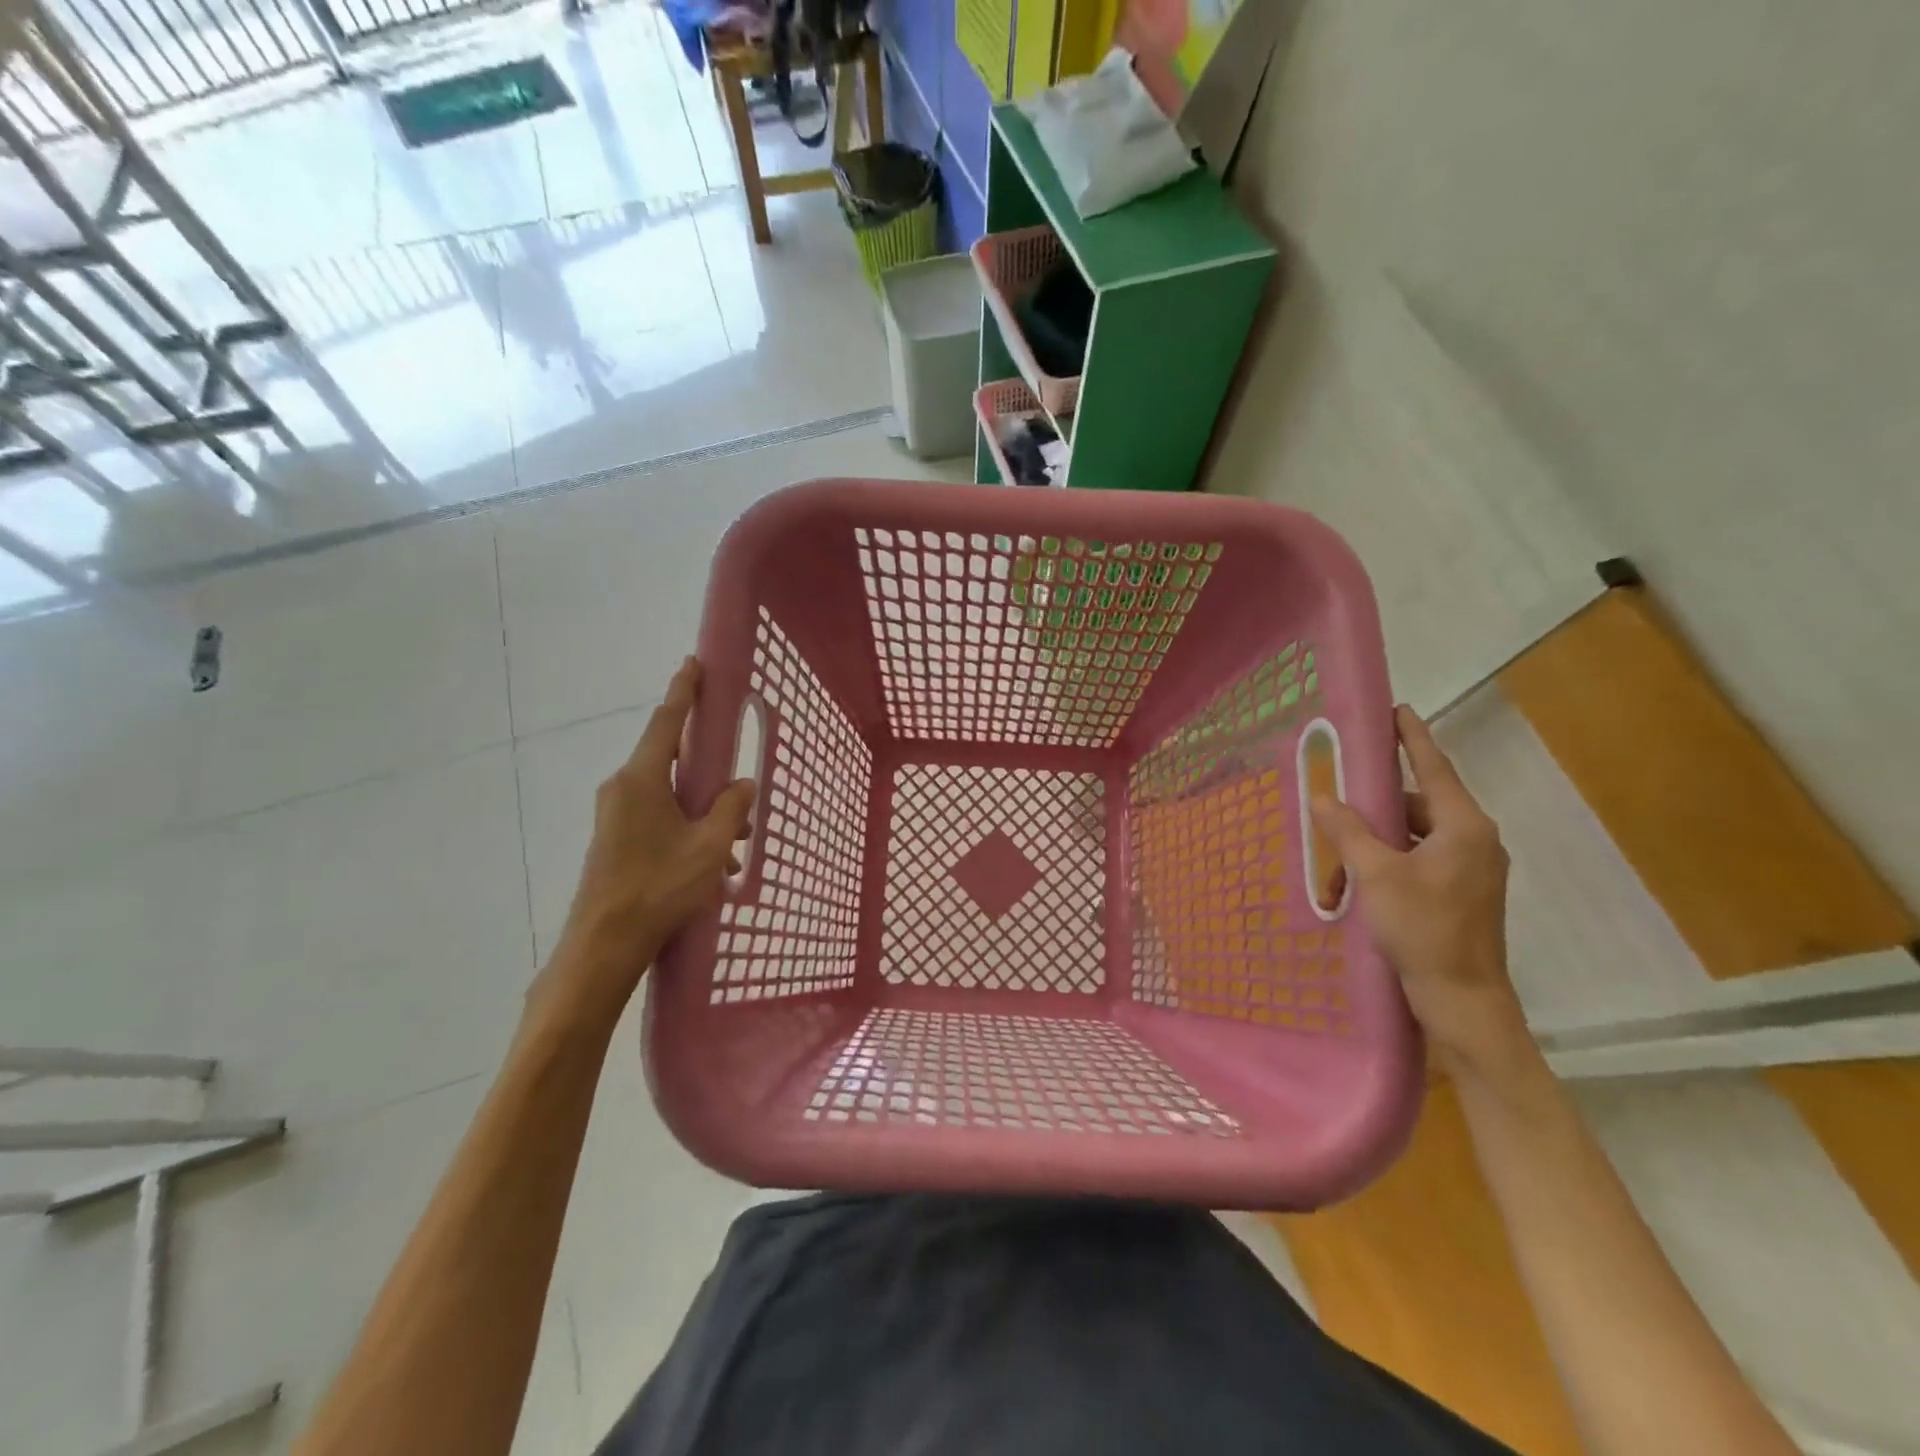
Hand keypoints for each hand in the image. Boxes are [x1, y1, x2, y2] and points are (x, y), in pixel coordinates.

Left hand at [537, 658, 754, 1024]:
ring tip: (735, 844)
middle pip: (672, 762)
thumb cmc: (658, 888)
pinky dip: (687, 831)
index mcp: (642, 780)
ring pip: (669, 796)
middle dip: (709, 773)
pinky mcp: (615, 840)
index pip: (667, 723)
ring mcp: (615, 816)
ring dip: (703, 812)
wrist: (603, 946)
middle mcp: (623, 789)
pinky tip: (713, 866)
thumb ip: (732, 809)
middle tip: (738, 786)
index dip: (683, 692)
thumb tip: (742, 786)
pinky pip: (658, 819)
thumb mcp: (709, 847)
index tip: (692, 663)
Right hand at [1310, 705, 1529, 1082]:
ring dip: (1378, 837)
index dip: (1413, 738)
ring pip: (1415, 834)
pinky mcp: (1461, 892)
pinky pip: (1419, 858)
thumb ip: (1350, 831)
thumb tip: (1324, 797)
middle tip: (1340, 792)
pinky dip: (1389, 859)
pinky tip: (1358, 876)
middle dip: (1378, 800)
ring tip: (1339, 848)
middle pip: (1420, 803)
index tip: (1397, 710)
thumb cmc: (1424, 930)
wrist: (1463, 999)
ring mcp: (1470, 869)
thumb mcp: (1377, 876)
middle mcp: (1474, 840)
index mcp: (1464, 827)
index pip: (1435, 768)